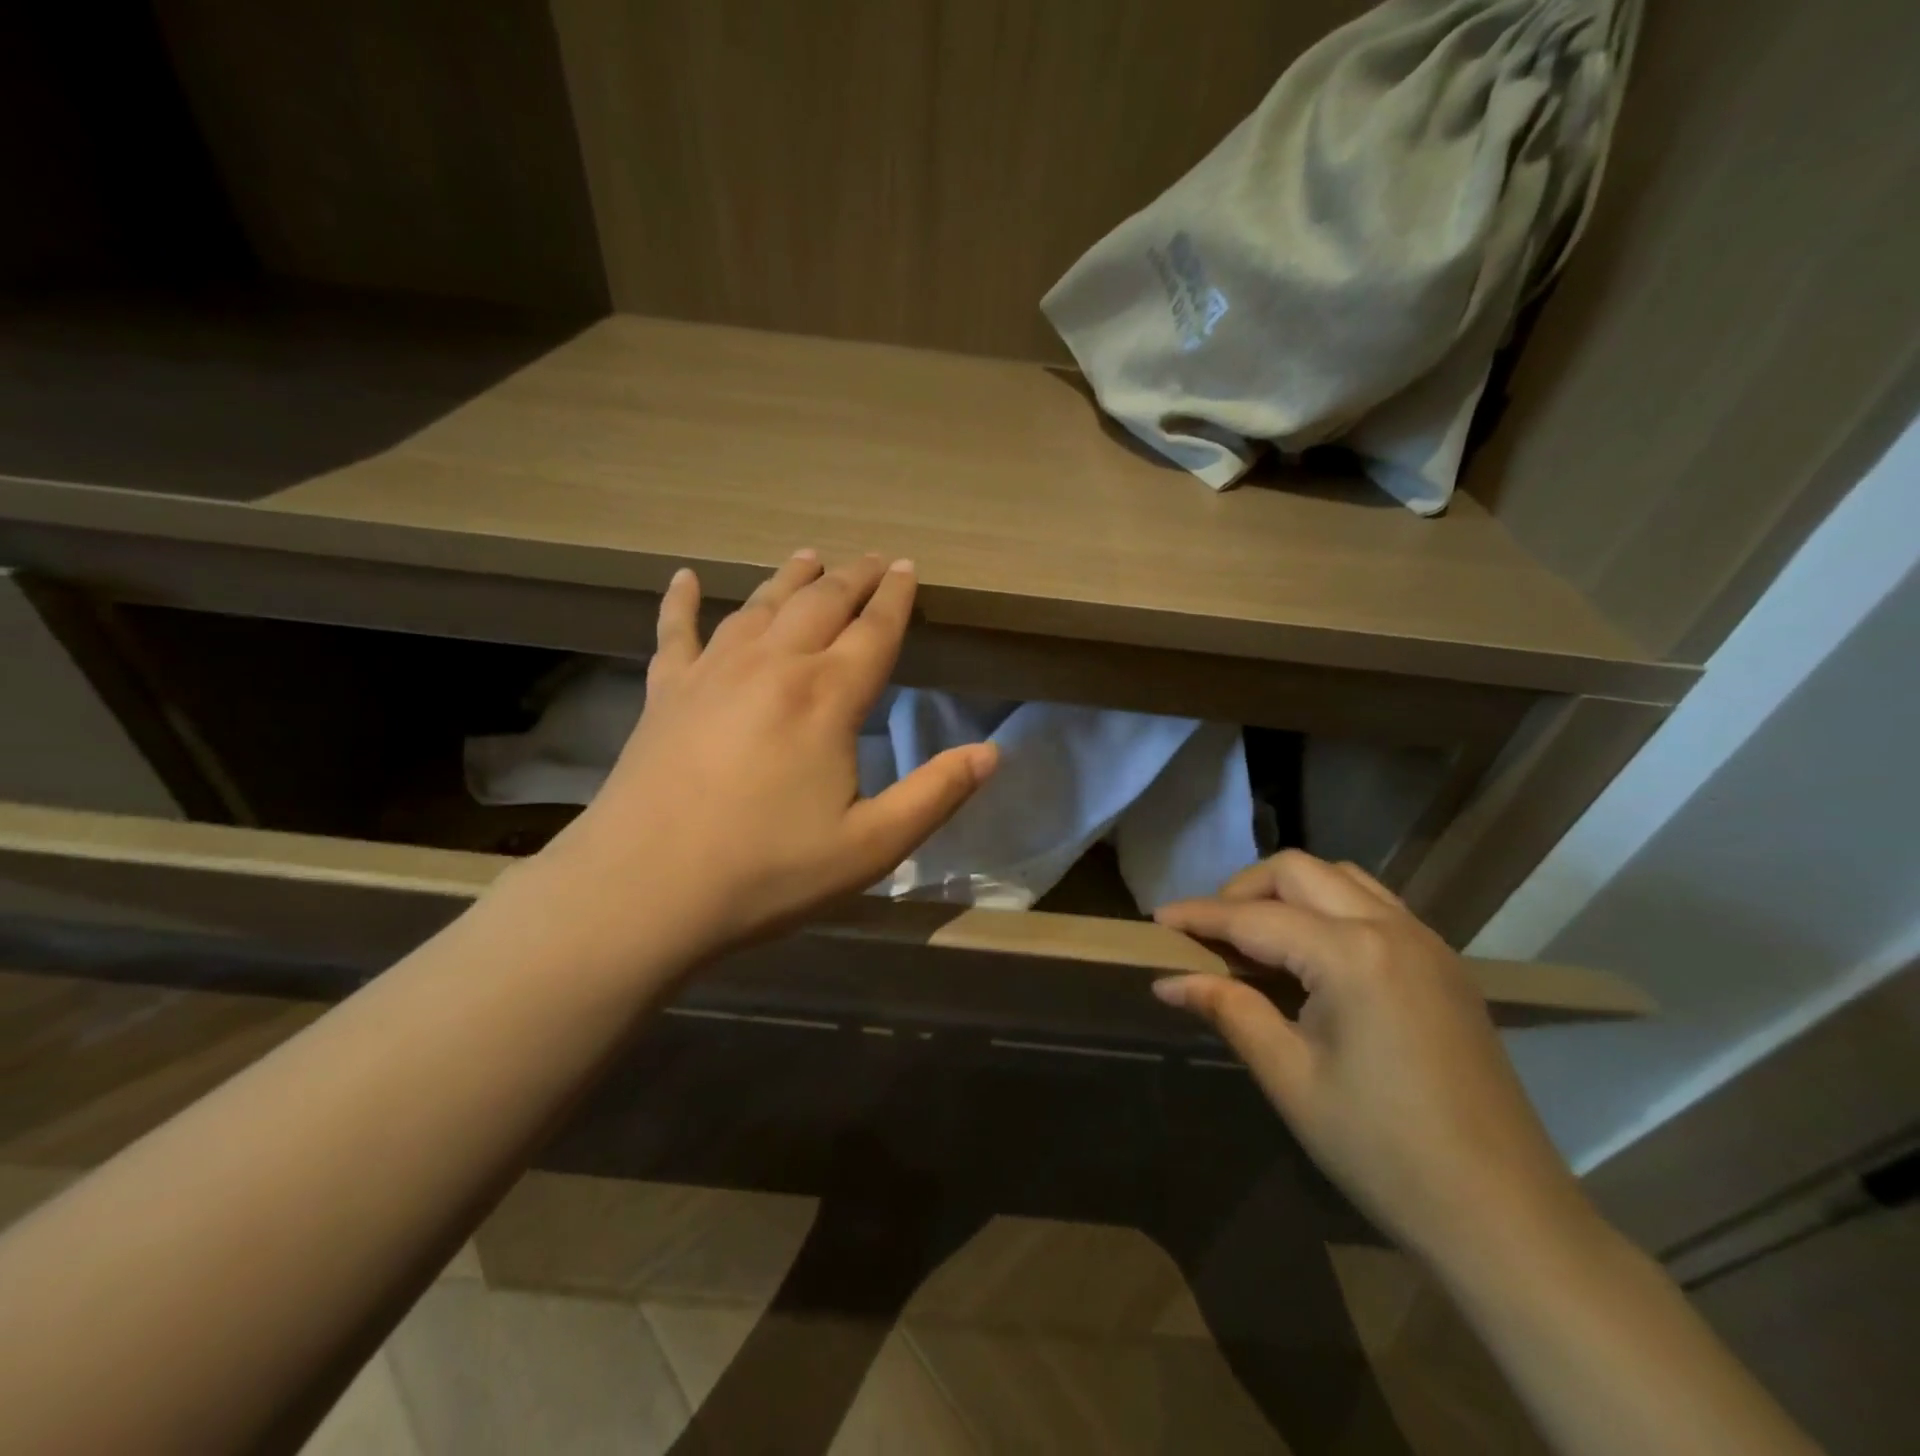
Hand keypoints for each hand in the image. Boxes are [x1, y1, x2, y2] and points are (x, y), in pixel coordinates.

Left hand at [535, 550, 996, 962]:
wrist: (644, 890)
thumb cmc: (767, 871)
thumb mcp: (871, 846)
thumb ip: (935, 795)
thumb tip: (991, 753)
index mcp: (826, 697)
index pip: (874, 630)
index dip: (895, 597)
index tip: (907, 567)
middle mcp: (773, 666)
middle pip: (820, 604)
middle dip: (852, 578)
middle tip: (870, 559)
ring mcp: (712, 673)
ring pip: (759, 605)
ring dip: (789, 578)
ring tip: (809, 557)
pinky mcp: (665, 693)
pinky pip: (675, 632)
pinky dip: (680, 601)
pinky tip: (684, 577)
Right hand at [1152, 851, 1593, 1274]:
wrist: (1506, 1218)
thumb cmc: (1384, 1152)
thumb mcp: (1291, 1079)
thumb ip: (1229, 1010)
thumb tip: (1169, 981)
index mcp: (1352, 957)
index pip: (1254, 918)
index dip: (1199, 916)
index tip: (1155, 921)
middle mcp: (1392, 929)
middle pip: (1298, 871)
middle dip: (1242, 890)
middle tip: (1208, 933)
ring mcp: (1427, 943)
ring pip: (1340, 878)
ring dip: (1288, 891)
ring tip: (1255, 936)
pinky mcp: (1444, 965)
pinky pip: (1374, 904)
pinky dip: (1329, 907)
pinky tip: (1311, 953)